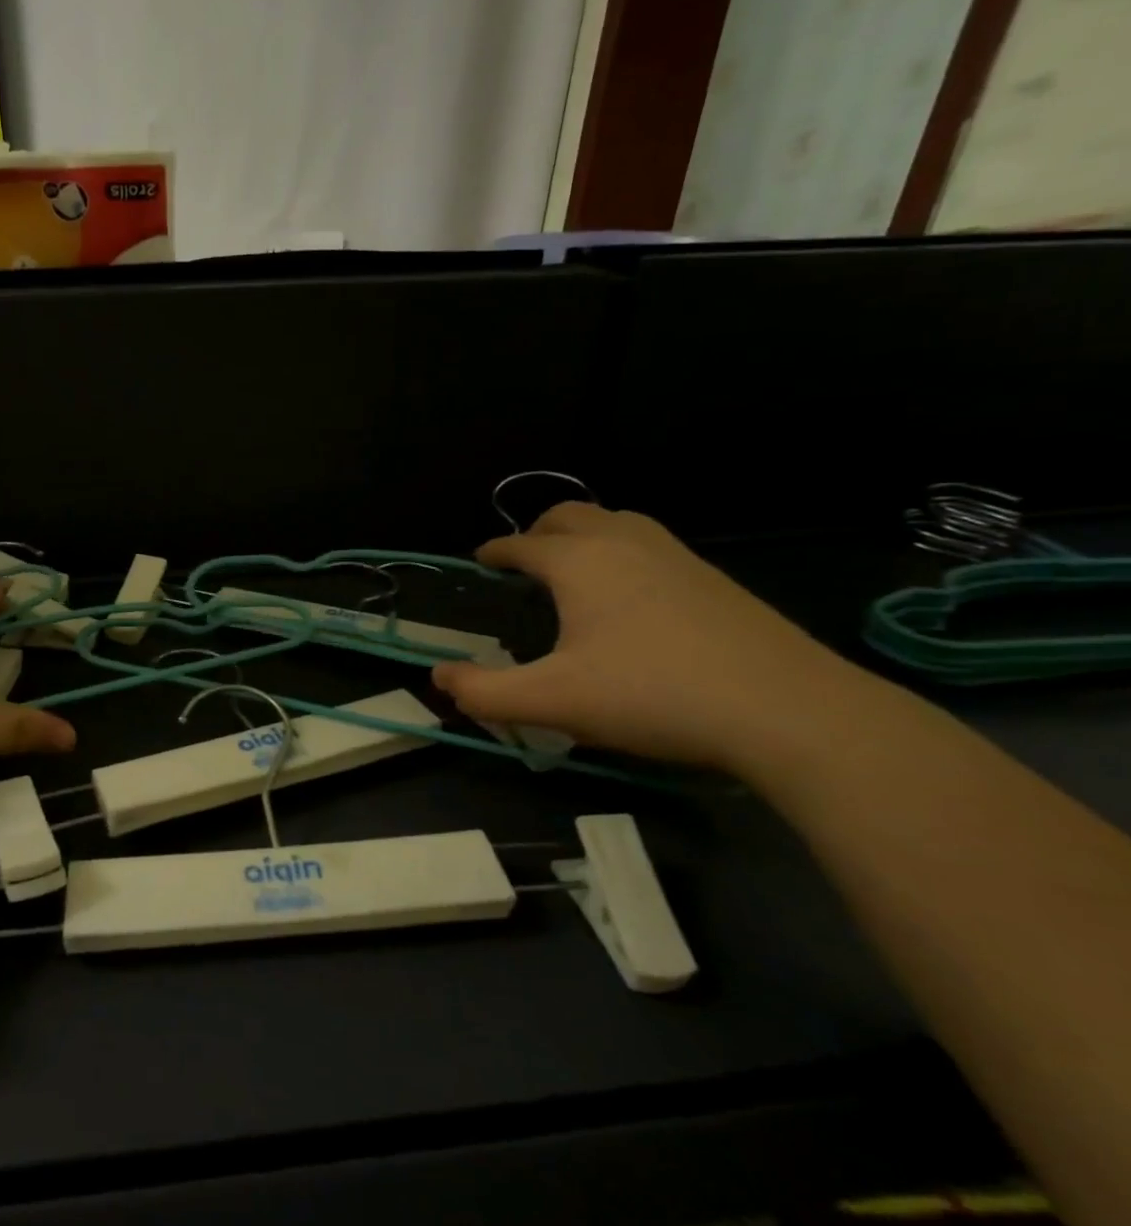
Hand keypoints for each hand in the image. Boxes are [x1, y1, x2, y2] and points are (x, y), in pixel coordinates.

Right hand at [431, 503, 864, 772]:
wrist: (786, 710)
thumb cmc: (651, 696)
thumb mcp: (552, 702)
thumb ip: (484, 692)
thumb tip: (439, 677)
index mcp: (578, 562)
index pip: (521, 544)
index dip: (494, 552)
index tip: (480, 562)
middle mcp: (624, 542)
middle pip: (569, 514)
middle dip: (537, 532)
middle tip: (523, 562)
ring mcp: (676, 555)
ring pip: (616, 522)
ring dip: (584, 535)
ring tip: (573, 570)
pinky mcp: (714, 579)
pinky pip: (650, 544)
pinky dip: (622, 551)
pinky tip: (631, 595)